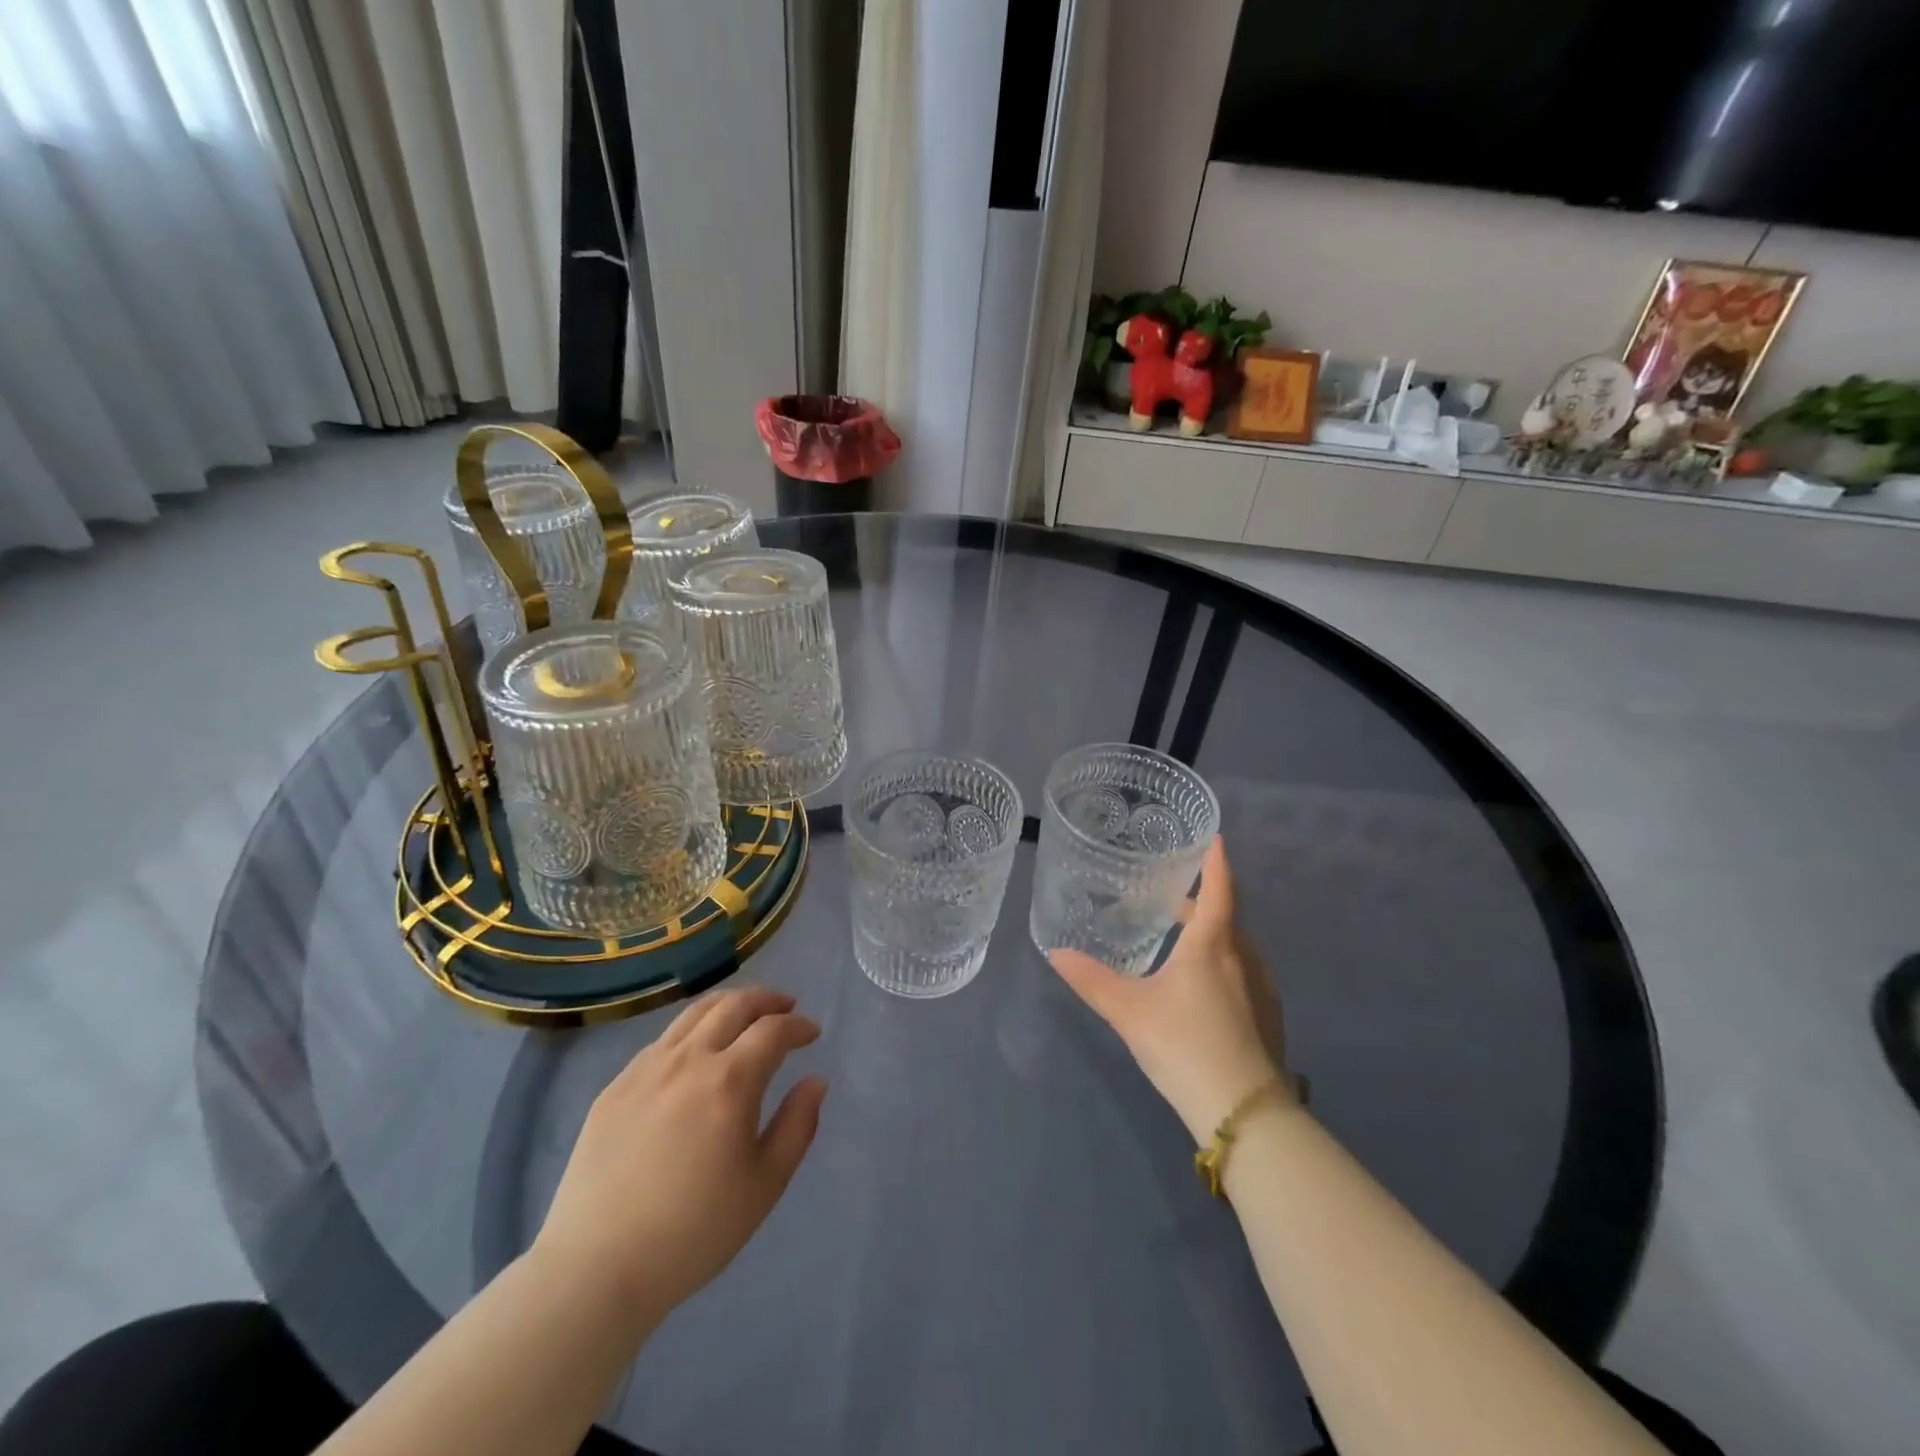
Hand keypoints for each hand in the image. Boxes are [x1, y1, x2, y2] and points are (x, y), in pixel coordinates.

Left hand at [532, 988, 827, 1323]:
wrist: (596, 1269)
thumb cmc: (694, 1233)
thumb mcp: (764, 1186)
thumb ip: (797, 1125)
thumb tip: (815, 1081)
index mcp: (730, 1082)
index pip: (773, 1030)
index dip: (798, 1025)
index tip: (812, 1033)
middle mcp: (689, 1060)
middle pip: (733, 1006)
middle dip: (766, 1000)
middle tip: (785, 1006)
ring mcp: (646, 1069)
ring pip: (694, 1013)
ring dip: (728, 1004)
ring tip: (744, 1013)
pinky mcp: (615, 1086)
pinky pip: (662, 1040)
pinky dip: (691, 1030)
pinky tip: (695, 1051)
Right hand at [1049, 837, 1291, 1142]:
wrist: (1244, 1112)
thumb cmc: (1184, 1043)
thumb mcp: (1128, 1010)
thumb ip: (1091, 980)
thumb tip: (1055, 952)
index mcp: (1212, 944)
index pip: (1219, 889)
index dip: (1216, 861)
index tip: (1215, 837)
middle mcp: (1243, 958)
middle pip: (1225, 919)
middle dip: (1200, 904)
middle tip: (1171, 899)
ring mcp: (1262, 990)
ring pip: (1236, 949)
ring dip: (1212, 936)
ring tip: (1182, 942)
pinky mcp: (1268, 1020)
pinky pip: (1244, 975)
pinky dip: (1223, 965)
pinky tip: (1203, 990)